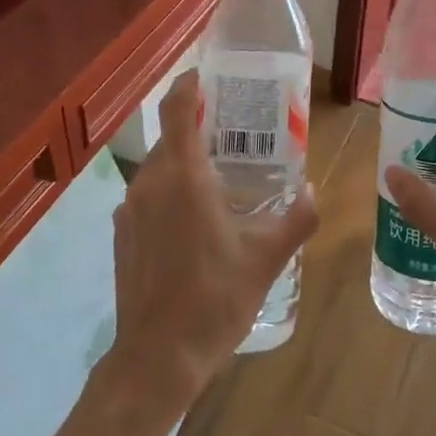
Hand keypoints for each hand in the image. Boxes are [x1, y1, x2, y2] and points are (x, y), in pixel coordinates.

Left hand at [100, 71, 318, 422]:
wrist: (157, 359)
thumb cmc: (215, 300)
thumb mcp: (267, 259)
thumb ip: (296, 219)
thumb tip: (314, 192)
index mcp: (183, 177)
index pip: (176, 108)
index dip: (189, 84)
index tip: (210, 76)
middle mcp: (150, 183)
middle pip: (169, 136)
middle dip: (197, 127)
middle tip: (234, 132)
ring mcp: (129, 209)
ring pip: (158, 167)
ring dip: (184, 162)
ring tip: (219, 175)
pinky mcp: (121, 234)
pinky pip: (147, 195)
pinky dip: (169, 191)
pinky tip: (194, 219)